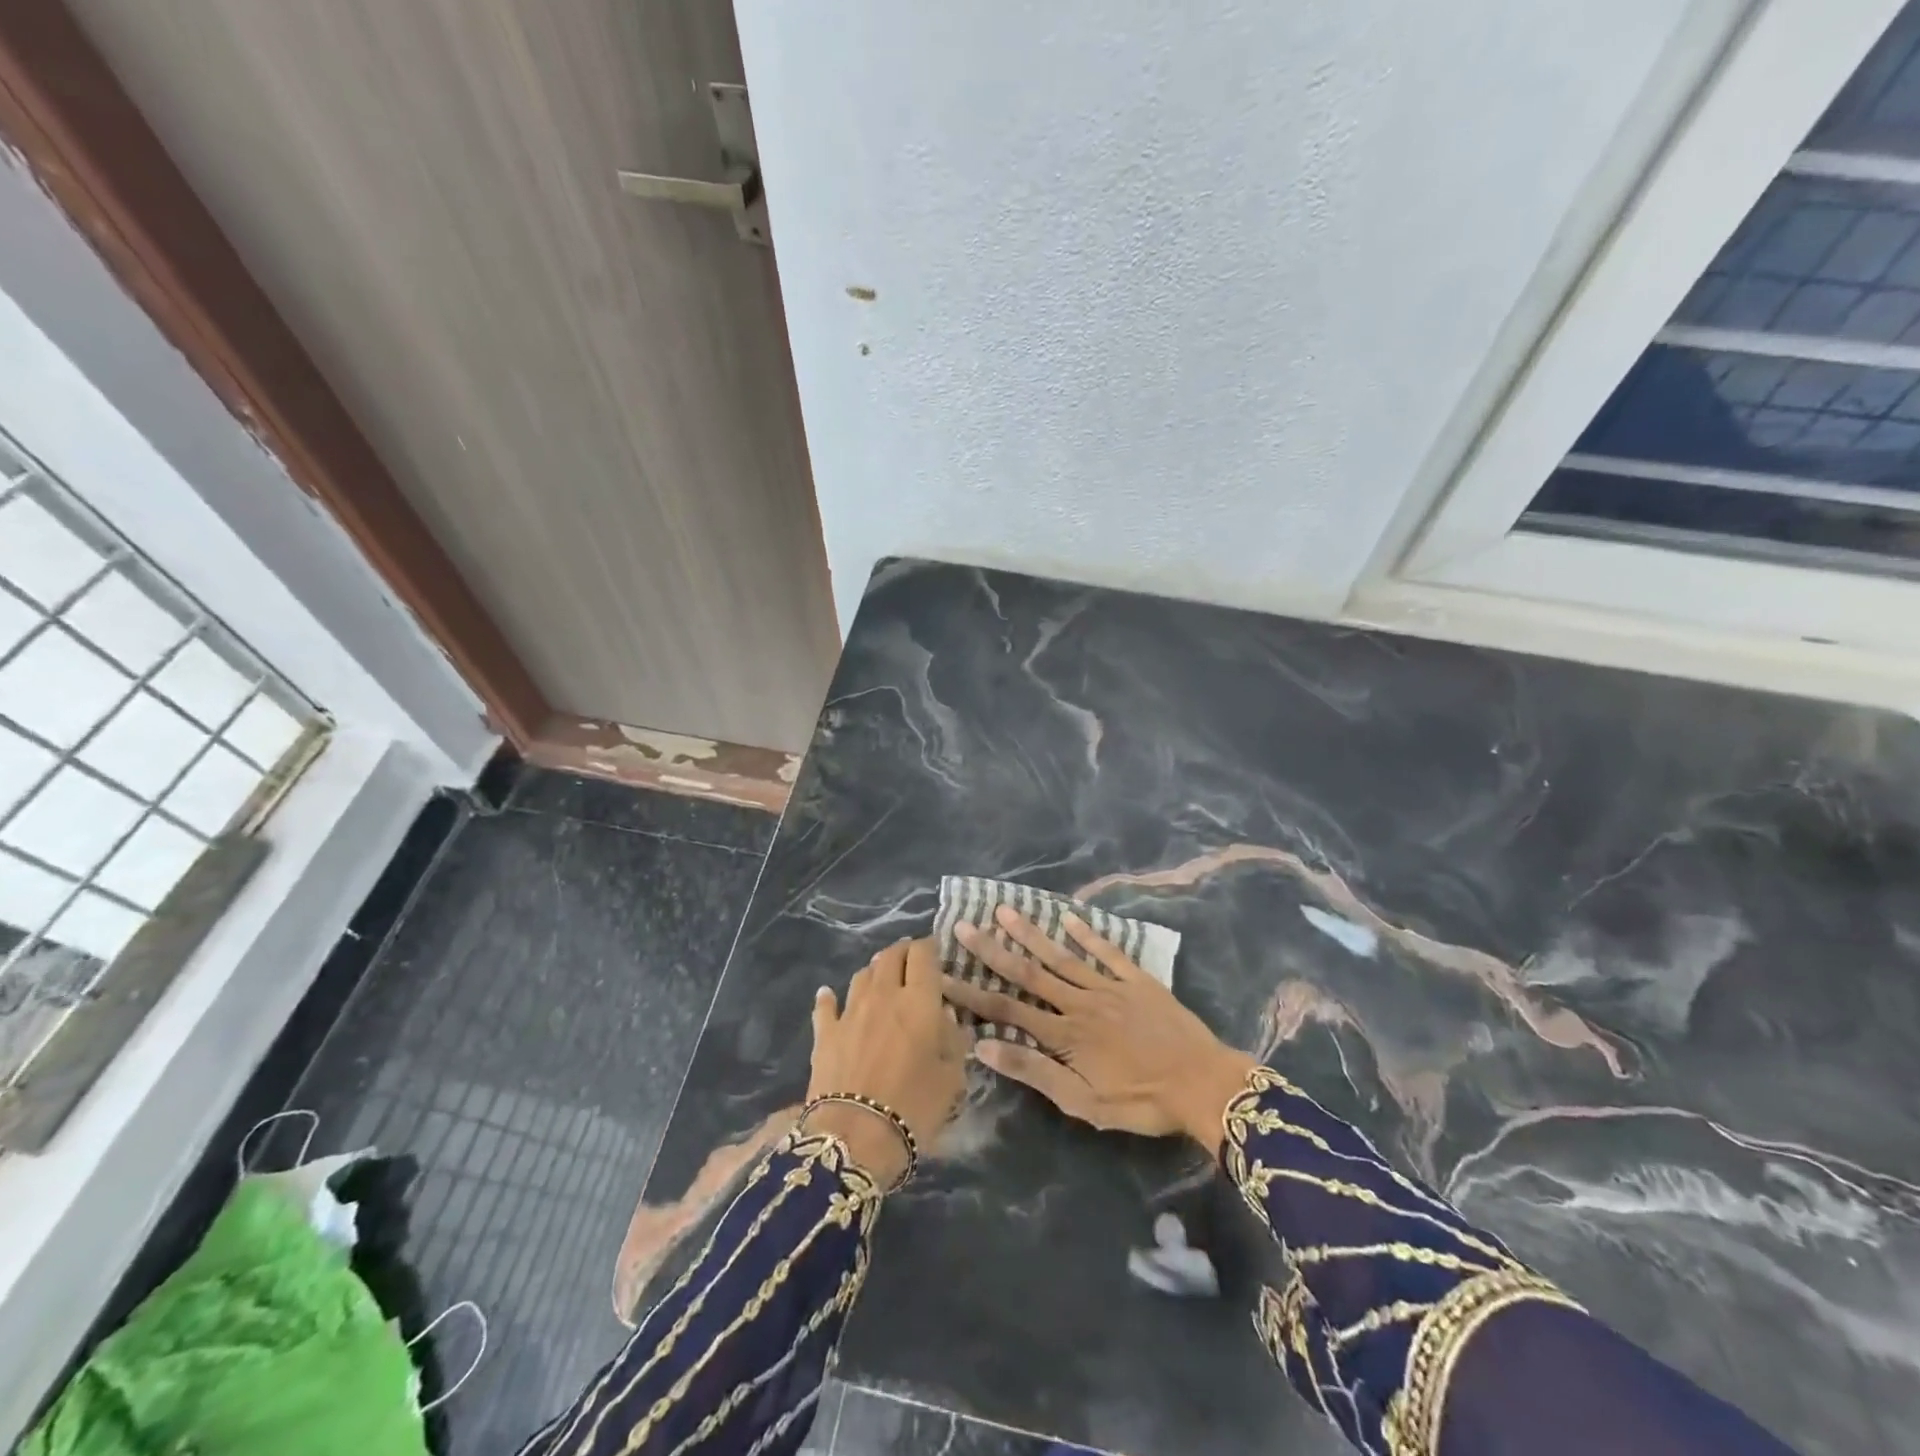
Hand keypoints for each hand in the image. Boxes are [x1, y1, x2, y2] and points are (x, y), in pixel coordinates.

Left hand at [805, 938, 972, 1185]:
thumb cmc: (914, 1107)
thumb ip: (953, 1041)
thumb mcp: (952, 1078)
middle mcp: (883, 994)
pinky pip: (826, 1005)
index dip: (930, 947)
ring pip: (862, 974)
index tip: (936, 953)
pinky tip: (828, 995)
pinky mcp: (825, 1033)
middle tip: (912, 963)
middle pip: (890, 956)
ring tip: (881, 980)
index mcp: (919, 1000)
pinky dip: (829, 998)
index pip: (923, 954)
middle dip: (903, 952)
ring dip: (874, 972)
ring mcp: (850, 1011)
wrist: (855, 1137)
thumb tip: (946, 1018)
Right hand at [944, 907, 1254, 1152]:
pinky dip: (1087, 933)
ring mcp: (1109, 986)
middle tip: (964, 927)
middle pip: (1029, 973)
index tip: (943, 977)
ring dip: (1031, 933)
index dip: (972, 995)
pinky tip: (1068, 916)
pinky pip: (1108, 951)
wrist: (1203, 1084)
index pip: (1007, 1011)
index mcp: (1064, 1035)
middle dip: (993, 951)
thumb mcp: (1083, 1103)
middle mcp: (1079, 1002)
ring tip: (1005, 910)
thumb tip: (984, 1048)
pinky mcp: (1137, 980)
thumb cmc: (1141, 1102)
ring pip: (1062, 956)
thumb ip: (1034, 1072)